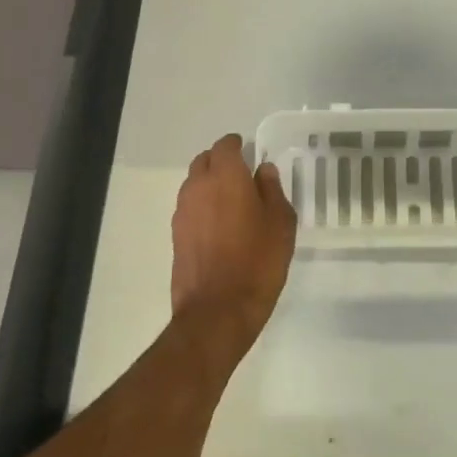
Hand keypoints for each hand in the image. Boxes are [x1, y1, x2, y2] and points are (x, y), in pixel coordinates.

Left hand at [171, 133, 297, 352]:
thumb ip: (272, 190)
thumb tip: (263, 171)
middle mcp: (197, 187)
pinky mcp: (176, 236)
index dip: (238, 146)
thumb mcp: (281, 223)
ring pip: (194, 184)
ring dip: (210, 185)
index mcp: (225, 177)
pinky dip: (203, 208)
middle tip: (243, 177)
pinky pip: (190, 208)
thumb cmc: (257, 262)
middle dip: (221, 162)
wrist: (217, 311)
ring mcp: (182, 212)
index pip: (225, 146)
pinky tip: (221, 228)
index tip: (251, 153)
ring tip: (233, 204)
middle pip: (204, 161)